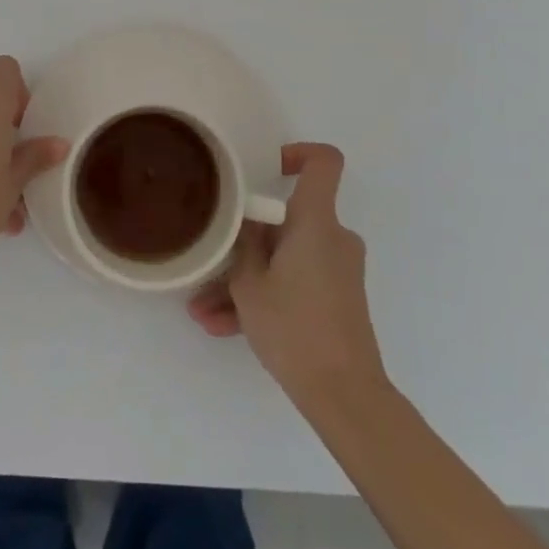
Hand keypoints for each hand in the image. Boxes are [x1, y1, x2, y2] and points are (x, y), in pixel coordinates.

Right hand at [188, 143, 386, 405]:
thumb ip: (243, 245)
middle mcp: (333, 237)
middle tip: (210, 265)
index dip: (298, 154)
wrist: (344, 394)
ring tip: (204, 311)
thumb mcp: (250, 284)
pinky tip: (223, 326)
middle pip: (287, 221)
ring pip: (284, 259)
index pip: (324, 163)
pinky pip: (295, 282)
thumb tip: (245, 223)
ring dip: (246, 279)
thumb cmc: (295, 327)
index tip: (268, 169)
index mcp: (316, 221)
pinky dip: (265, 297)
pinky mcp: (336, 298)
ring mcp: (337, 269)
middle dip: (245, 243)